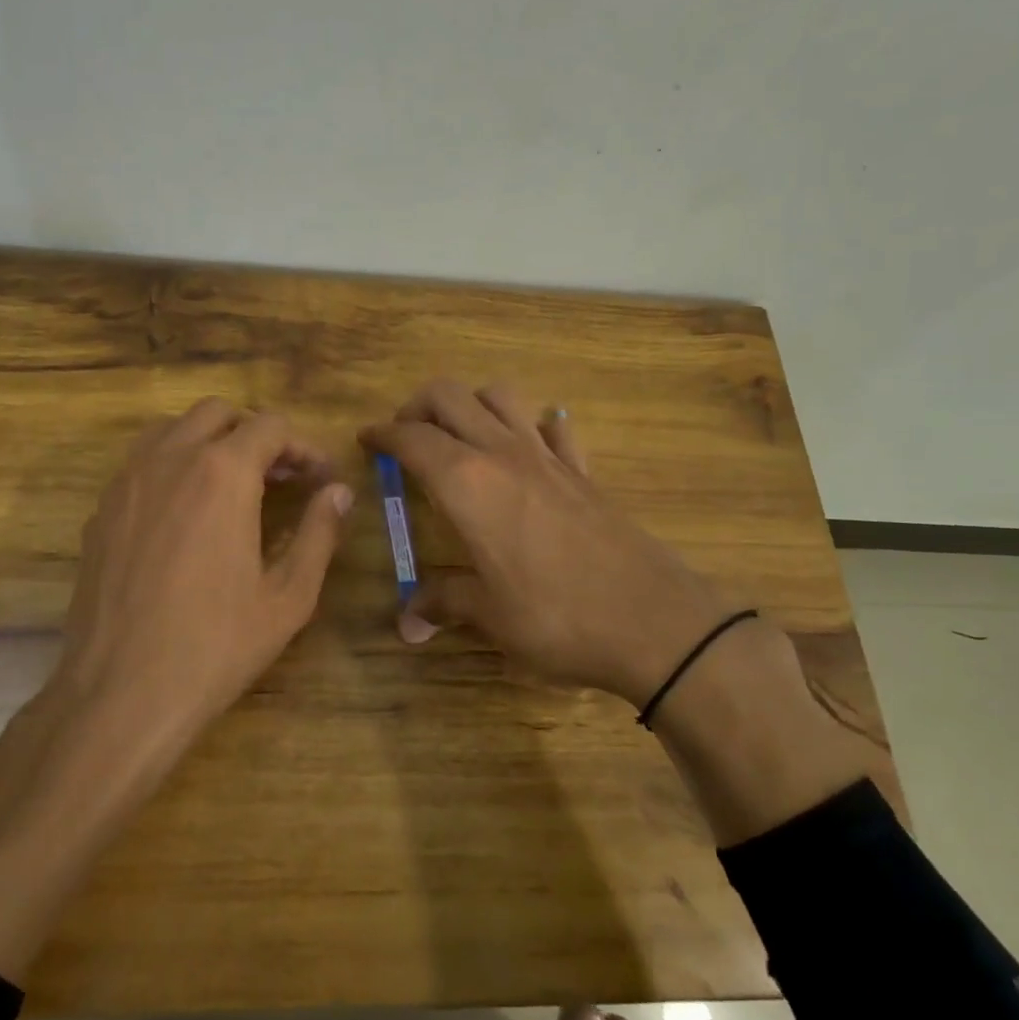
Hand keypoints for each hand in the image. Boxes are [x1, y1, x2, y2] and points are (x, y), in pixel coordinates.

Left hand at [54, 397, 354, 742]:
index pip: (271, 426)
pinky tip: (186, 516)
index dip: (304, 447)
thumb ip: (320, 533)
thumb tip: (339, 493)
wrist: (120, 694)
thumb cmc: (216, 646)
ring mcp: (127, 482)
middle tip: (280, 478)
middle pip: (218, 414)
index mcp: (223, 473)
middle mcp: (170, 459)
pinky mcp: (101, 510)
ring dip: (210, 442)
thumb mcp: (288, 596)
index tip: (321, 479)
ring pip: (173, 429)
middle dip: (255, 434)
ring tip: (233, 487)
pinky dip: (173, 466)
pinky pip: (142, 463)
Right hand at [360, 379, 736, 708]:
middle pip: (450, 396)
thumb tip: (406, 623)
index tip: (366, 440)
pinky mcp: (583, 473)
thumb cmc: (555, 616)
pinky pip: (555, 430)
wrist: (652, 620)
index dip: (382, 434)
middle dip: (418, 406)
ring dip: (472, 403)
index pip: (411, 438)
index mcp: (466, 482)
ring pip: (501, 397)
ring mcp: (548, 457)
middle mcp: (502, 454)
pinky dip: (534, 426)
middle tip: (405, 436)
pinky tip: (532, 445)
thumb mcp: (488, 615)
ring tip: (459, 434)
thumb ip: (443, 603)